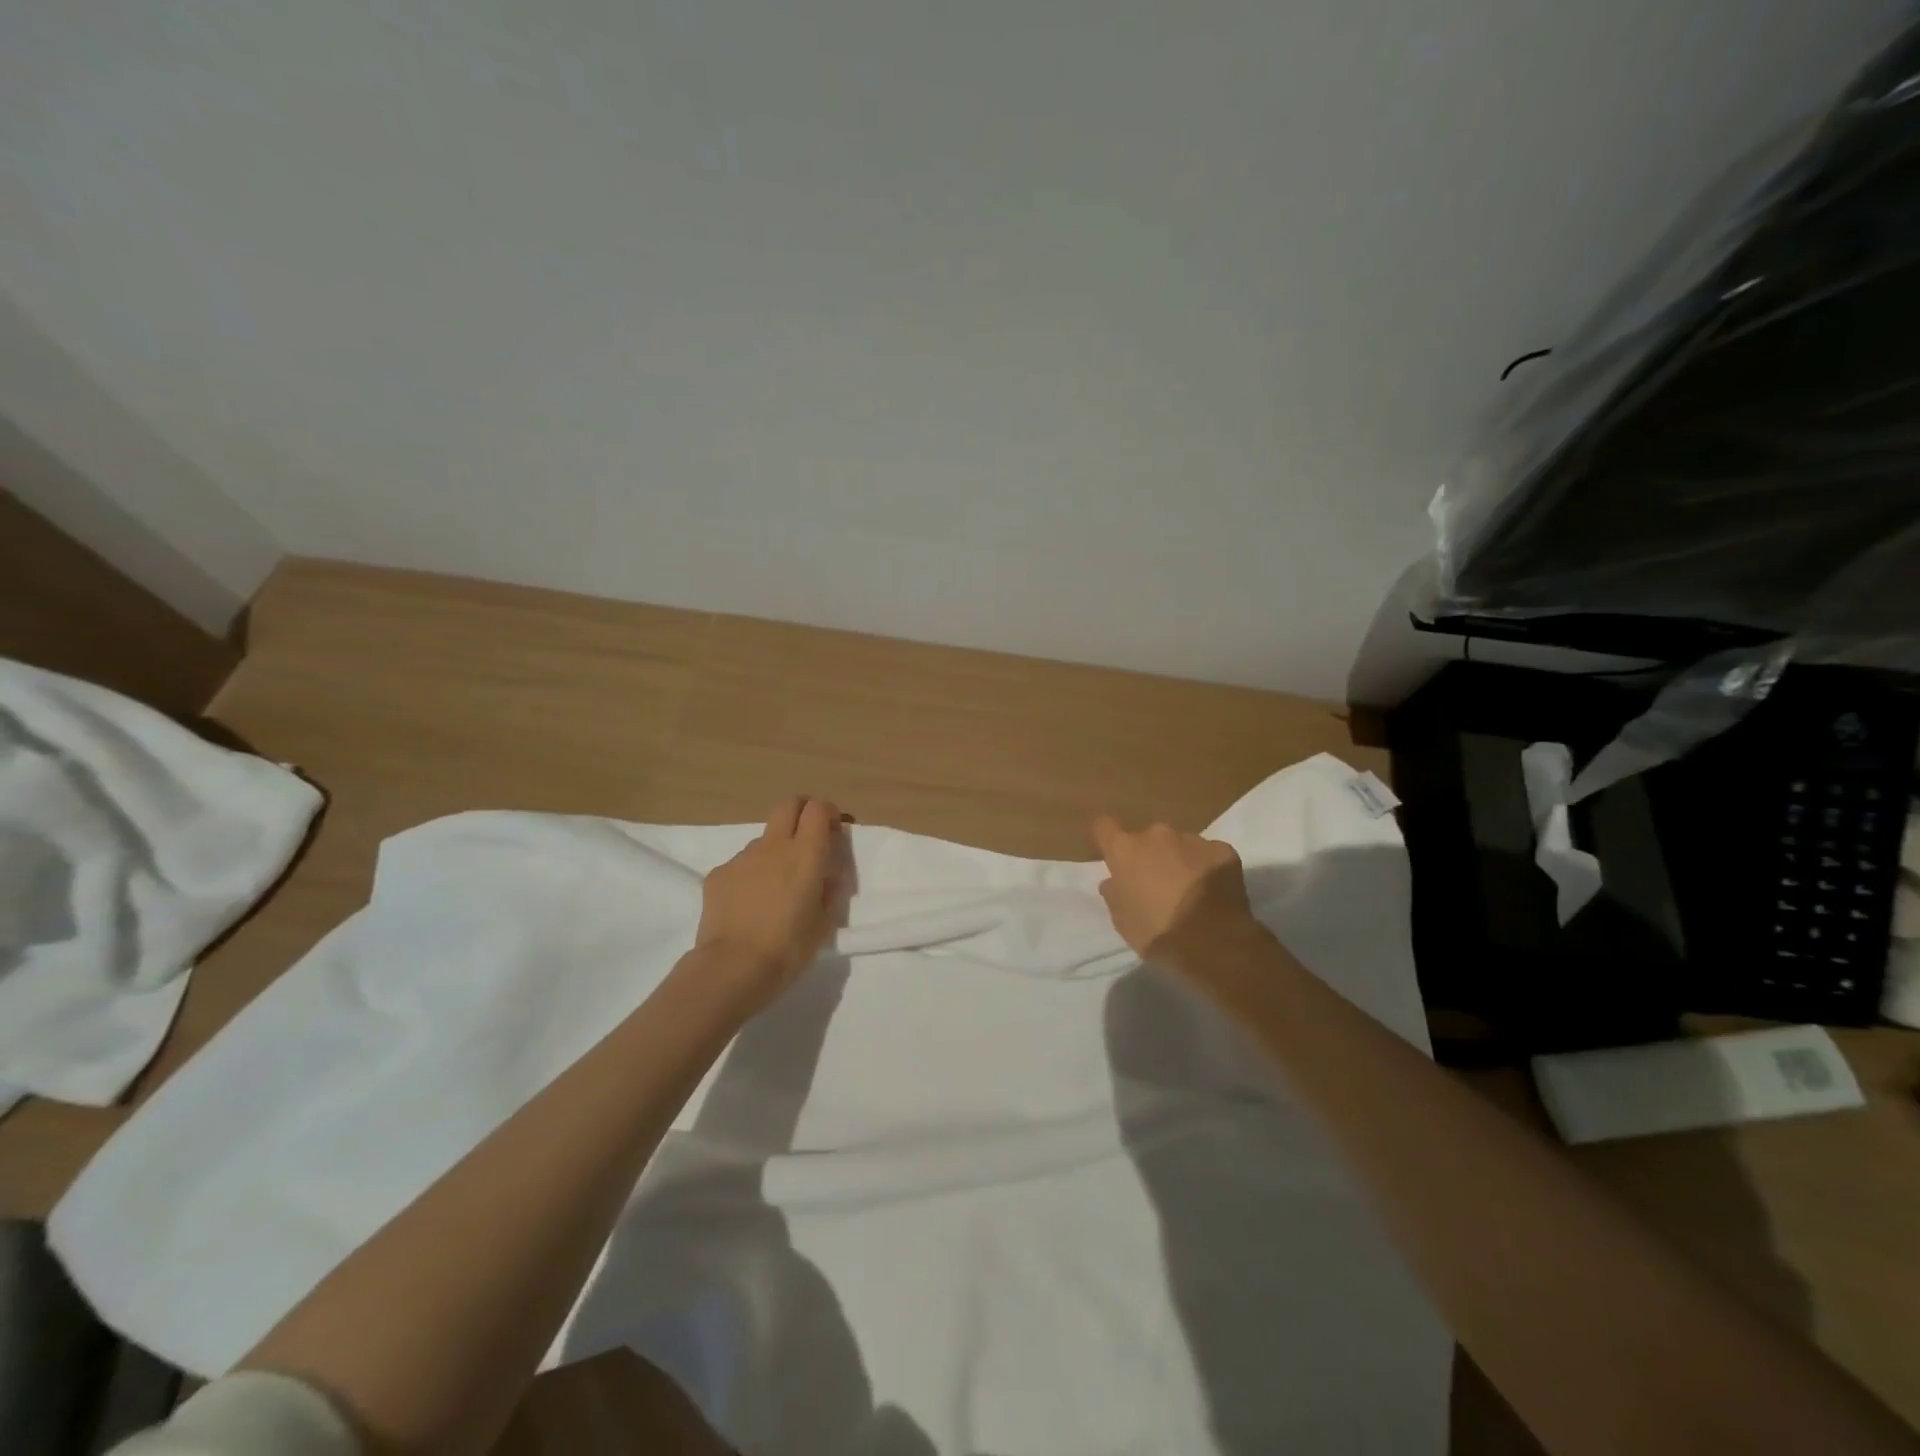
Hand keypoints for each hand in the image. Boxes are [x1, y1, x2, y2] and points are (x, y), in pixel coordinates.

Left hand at [696, 796, 845, 1007]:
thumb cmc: (788, 948)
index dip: (827, 812)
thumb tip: (827, 874)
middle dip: (801, 811)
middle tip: (809, 835)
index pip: (817, 809)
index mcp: (805, 854)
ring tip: (776, 885)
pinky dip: (751, 874)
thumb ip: (829, 890)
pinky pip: (741, 864)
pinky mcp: (718, 874)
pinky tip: (750, 903)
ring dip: (775, 850)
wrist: (732, 967)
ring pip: (764, 839)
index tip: (833, 828)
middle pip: (788, 805)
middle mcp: (774, 846)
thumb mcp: (824, 922)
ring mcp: (742, 858)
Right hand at [1090, 814, 1257, 970]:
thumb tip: (1114, 881)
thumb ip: (1114, 893)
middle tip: (1155, 884)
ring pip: (1179, 844)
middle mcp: (1157, 835)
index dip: (1105, 839)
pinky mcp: (1223, 850)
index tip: (1110, 856)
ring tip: (1188, 891)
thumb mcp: (1122, 921)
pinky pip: (1208, 854)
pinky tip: (1212, 892)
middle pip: (1146, 838)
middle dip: (1149, 855)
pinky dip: (1207, 867)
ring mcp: (1193, 840)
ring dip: (1179, 860)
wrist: (1215, 945)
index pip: (1103, 826)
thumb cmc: (1158, 934)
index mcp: (1126, 850)